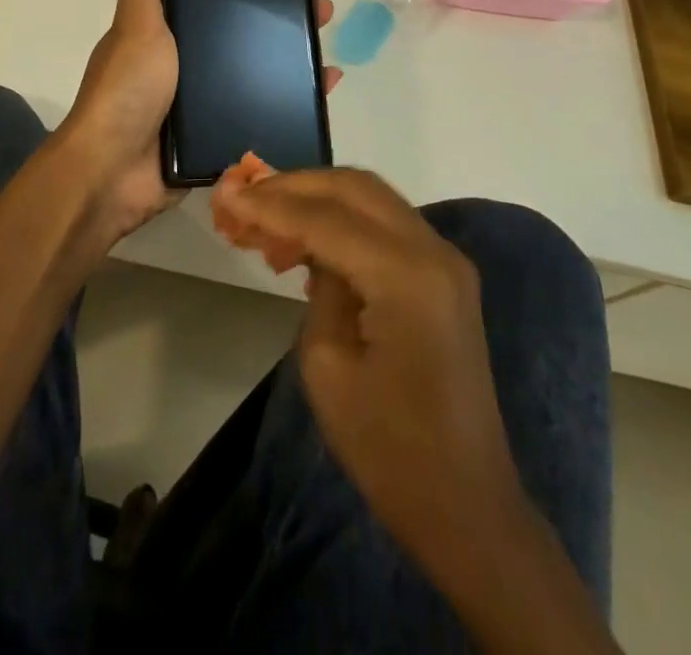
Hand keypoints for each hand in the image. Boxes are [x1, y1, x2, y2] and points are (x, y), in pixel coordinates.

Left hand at [55, 0, 338, 245]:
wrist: (114, 174)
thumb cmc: (126, 91)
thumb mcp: (136, 27)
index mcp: (164, 34)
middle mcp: (185, 64)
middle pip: (242, 33)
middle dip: (280, 17)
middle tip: (319, 3)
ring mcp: (202, 102)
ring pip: (257, 70)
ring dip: (292, 55)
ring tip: (326, 41)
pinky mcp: (219, 136)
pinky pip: (263, 110)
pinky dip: (293, 98)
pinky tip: (325, 86)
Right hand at [213, 169, 523, 564]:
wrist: (465, 504)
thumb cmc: (388, 448)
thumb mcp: (328, 365)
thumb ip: (319, 286)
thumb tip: (311, 246)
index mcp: (407, 276)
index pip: (327, 218)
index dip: (271, 204)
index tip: (226, 195)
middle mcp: (434, 250)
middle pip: (355, 188)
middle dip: (296, 186)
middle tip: (247, 196)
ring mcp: (446, 259)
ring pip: (372, 198)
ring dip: (318, 198)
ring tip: (267, 217)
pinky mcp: (444, 275)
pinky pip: (386, 225)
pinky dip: (344, 220)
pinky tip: (307, 241)